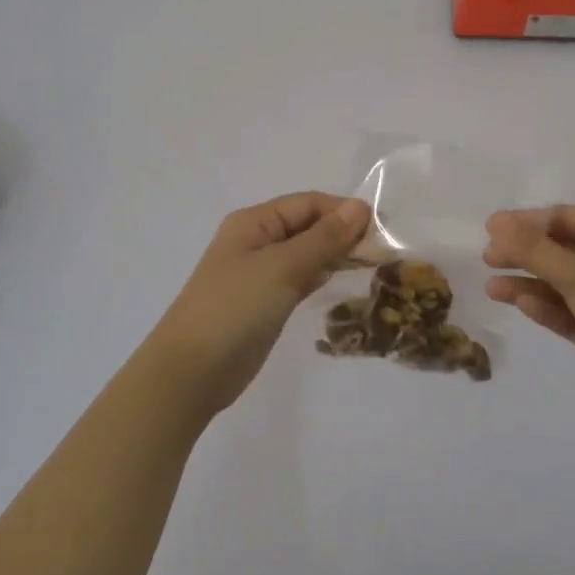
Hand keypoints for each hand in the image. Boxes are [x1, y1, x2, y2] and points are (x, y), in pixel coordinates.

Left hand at [147, 193, 371, 418]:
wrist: (192, 371)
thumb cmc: (235, 308)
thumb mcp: (282, 267)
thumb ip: (323, 238)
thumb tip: (360, 207)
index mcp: (254, 222)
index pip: (308, 203)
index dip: (343, 211)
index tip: (380, 229)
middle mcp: (257, 241)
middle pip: (308, 226)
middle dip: (343, 233)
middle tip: (382, 251)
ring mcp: (261, 273)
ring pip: (307, 253)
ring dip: (336, 254)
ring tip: (373, 264)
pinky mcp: (267, 302)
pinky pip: (301, 278)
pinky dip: (322, 275)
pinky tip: (344, 279)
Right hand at [484, 206, 574, 417]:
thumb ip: (535, 250)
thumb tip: (496, 222)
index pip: (566, 218)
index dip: (527, 222)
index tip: (491, 229)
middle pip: (561, 249)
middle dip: (525, 253)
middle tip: (488, 258)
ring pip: (561, 283)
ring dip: (528, 282)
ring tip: (492, 288)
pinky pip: (568, 312)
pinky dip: (545, 307)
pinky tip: (519, 303)